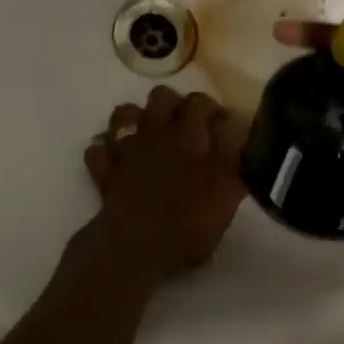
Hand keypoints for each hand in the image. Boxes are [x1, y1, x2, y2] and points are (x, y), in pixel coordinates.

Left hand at [85, 87, 247, 279]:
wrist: (135, 246)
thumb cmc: (186, 225)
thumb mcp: (225, 199)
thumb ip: (236, 169)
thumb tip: (246, 147)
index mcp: (187, 138)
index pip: (199, 103)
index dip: (211, 107)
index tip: (221, 121)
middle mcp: (154, 134)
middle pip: (160, 97)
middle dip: (173, 103)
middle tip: (185, 123)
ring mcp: (125, 149)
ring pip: (123, 114)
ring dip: (135, 117)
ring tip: (148, 133)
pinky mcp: (104, 170)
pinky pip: (97, 148)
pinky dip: (104, 148)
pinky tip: (114, 155)